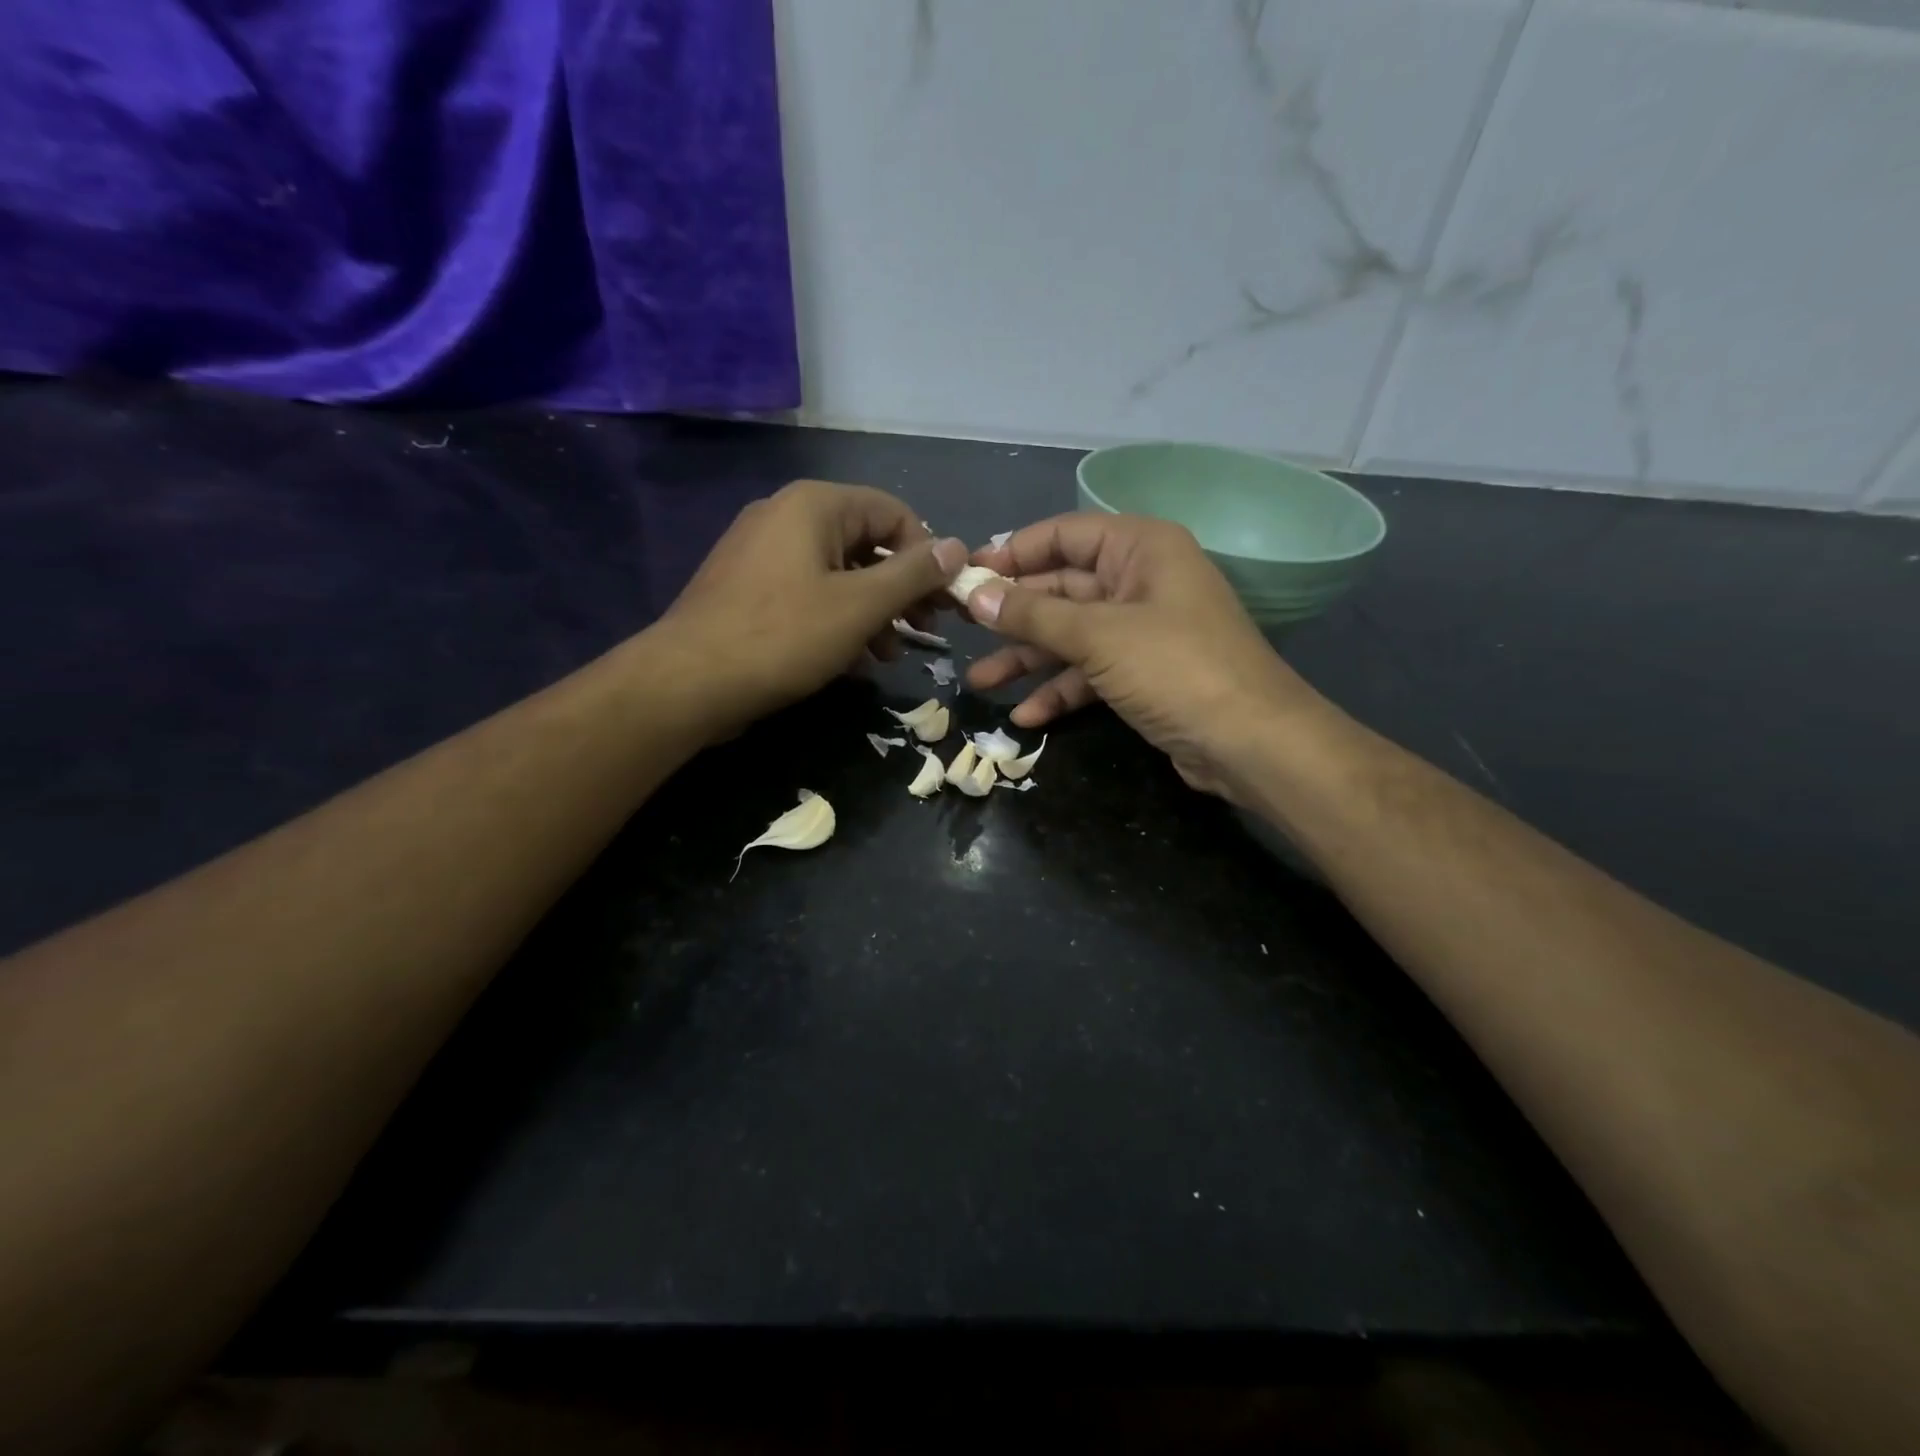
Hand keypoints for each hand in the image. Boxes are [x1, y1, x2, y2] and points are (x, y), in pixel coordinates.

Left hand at [659, 480, 966, 734]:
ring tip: (889, 655)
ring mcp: (761, 551)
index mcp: (815, 505)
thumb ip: (913, 575)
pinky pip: (808, 592)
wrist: (688, 682)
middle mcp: (786, 515)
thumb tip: (957, 547)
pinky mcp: (748, 587)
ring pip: (838, 573)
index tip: (943, 601)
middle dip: (901, 589)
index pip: (894, 513)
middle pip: (866, 543)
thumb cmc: (783, 637)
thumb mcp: (860, 606)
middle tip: (924, 630)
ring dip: (873, 611)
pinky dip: (838, 619)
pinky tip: (851, 659)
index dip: (927, 555)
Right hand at [964, 514, 1332, 801]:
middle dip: (1013, 615)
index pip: (1064, 534)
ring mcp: (1142, 631)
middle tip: (961, 631)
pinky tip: (1025, 716)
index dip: (1013, 553)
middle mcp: (1141, 581)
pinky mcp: (1142, 675)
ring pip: (1071, 636)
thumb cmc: (1176, 668)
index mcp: (1140, 548)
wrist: (1249, 743)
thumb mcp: (1098, 636)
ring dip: (1027, 659)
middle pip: (1062, 588)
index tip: (967, 576)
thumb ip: (1033, 615)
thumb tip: (975, 594)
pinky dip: (1059, 690)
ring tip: (979, 683)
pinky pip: (1089, 672)